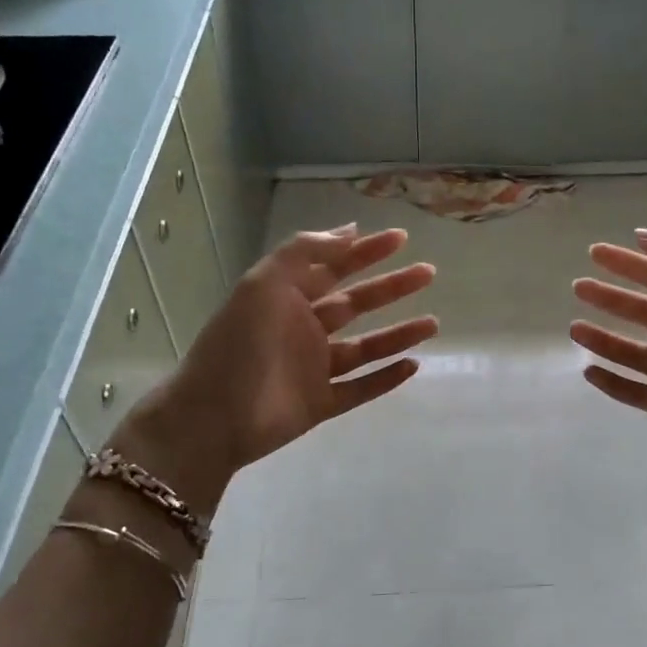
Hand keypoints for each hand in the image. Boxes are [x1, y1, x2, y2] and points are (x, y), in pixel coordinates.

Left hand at [113, 225, 437, 509]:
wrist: (213, 417)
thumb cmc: (240, 344)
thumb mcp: (265, 283)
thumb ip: (304, 252)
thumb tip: (347, 230)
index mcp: (288, 298)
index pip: (334, 267)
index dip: (367, 251)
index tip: (401, 238)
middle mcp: (304, 330)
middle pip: (357, 304)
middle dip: (392, 288)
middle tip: (428, 274)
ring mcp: (314, 369)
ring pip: (366, 348)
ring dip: (398, 334)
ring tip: (433, 323)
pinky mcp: (321, 405)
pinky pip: (360, 389)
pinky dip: (385, 379)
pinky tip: (413, 366)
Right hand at [570, 226, 646, 455]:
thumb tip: (643, 235)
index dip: (630, 263)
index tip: (595, 253)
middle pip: (645, 313)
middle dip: (612, 299)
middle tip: (578, 287)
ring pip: (636, 354)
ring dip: (605, 340)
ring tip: (575, 328)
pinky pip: (639, 393)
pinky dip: (613, 384)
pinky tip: (588, 371)